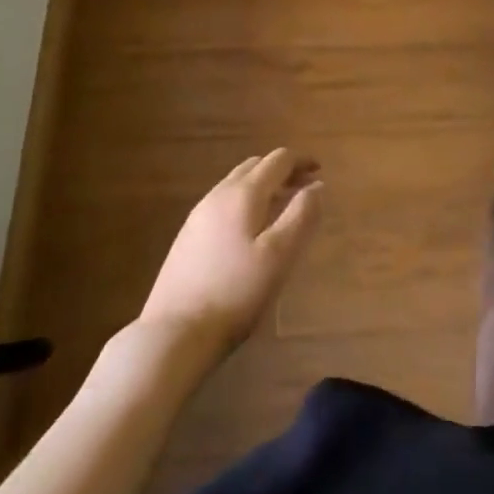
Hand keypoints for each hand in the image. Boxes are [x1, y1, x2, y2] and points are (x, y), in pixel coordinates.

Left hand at [139, 149, 323, 358]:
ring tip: (281, 208)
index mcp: (243, 194)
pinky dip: (245, 202)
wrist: (174, 333)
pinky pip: (223, 203)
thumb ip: (302, 215)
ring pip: (236, 184)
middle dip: (282, 171)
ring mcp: (198, 216)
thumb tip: (316, 186)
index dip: (301, 161)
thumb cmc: (236, 292)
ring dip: (263, 186)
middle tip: (303, 189)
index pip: (277, 161)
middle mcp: (218, 195)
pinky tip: (250, 230)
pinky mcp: (187, 237)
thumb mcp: (279, 255)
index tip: (319, 171)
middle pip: (255, 167)